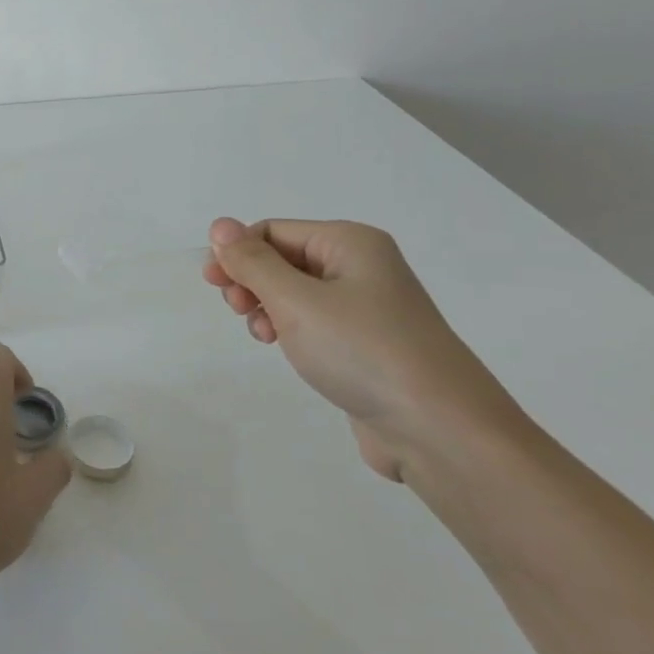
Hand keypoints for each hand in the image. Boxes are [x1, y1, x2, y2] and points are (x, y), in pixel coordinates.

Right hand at [202, 217, 521, 480]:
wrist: (439, 429)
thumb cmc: (362, 351)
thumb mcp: (296, 301)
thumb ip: (252, 262)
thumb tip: (219, 225)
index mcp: (350, 243)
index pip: (274, 231)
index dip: (237, 252)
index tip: (213, 285)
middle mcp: (361, 266)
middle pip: (284, 258)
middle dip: (251, 280)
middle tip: (236, 310)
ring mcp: (367, 307)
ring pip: (295, 292)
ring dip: (267, 307)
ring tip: (264, 335)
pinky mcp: (366, 343)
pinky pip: (314, 321)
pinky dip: (290, 329)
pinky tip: (284, 349)